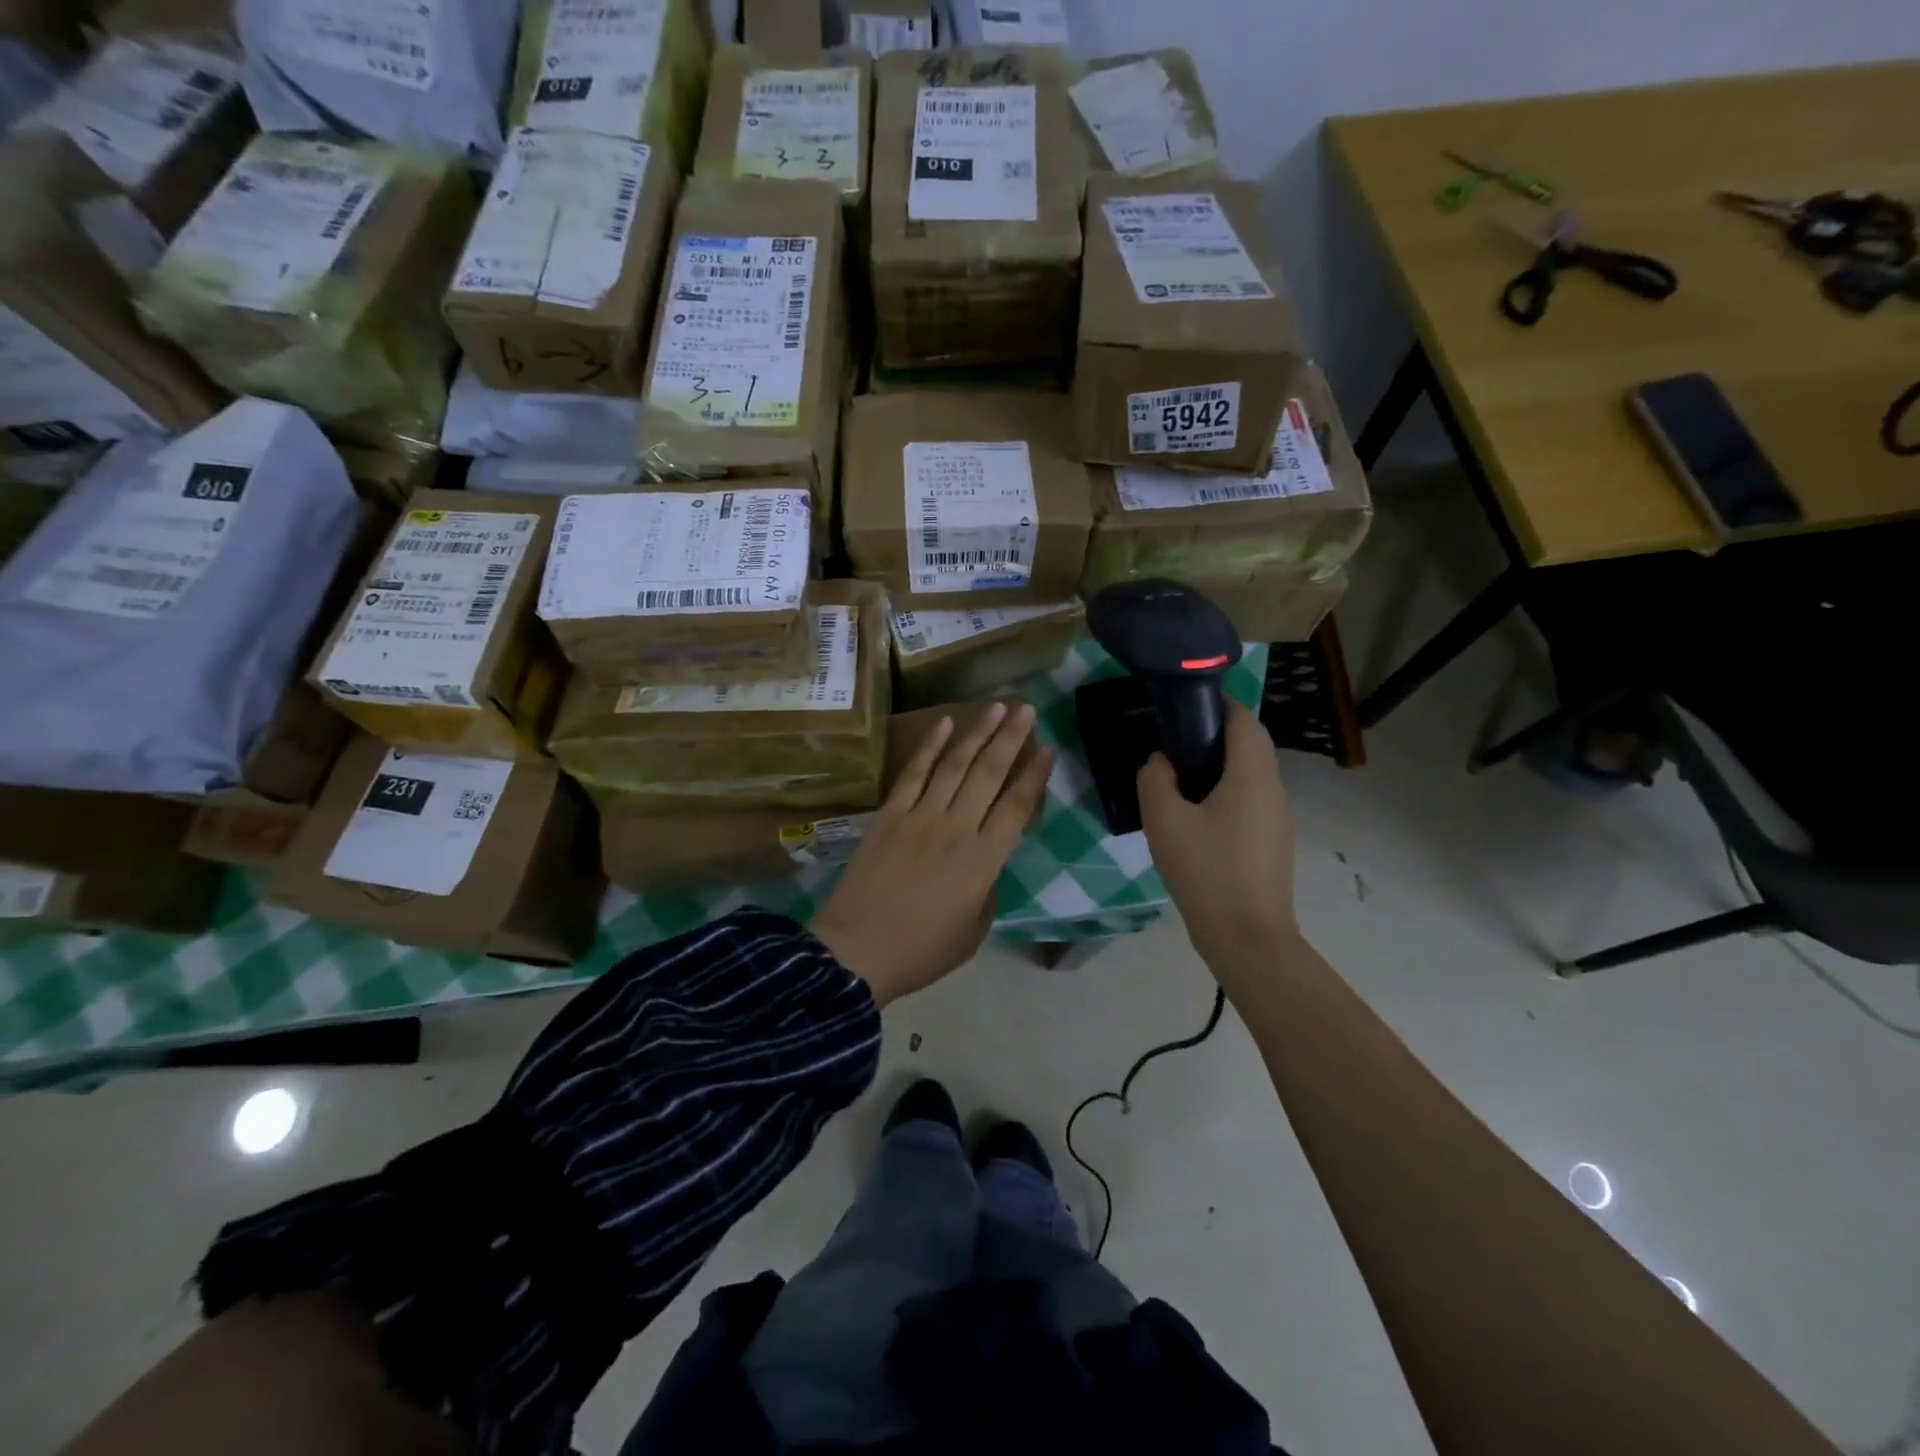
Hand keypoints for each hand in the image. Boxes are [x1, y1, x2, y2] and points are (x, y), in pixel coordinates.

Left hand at [812, 701, 1051, 1006]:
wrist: (857, 953)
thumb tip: (986, 864)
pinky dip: (930, 747)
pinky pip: (913, 773)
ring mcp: (920, 817)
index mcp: (983, 861)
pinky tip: (945, 723)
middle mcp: (956, 829)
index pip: (1016, 807)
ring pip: (955, 766)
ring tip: (996, 706)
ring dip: (977, 733)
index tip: (1047, 749)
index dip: (1034, 777)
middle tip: (1025, 709)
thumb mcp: (973, 932)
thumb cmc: (921, 951)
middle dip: (1010, 738)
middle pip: (989, 774)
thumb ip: (987, 891)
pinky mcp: (889, 815)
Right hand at [1137, 699, 1297, 969]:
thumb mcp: (1165, 821)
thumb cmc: (1206, 872)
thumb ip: (1156, 779)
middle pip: (1250, 744)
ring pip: (1251, 774)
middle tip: (1173, 740)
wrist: (1248, 938)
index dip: (1217, 702)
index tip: (1182, 703)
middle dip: (1215, 733)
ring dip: (1220, 765)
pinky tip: (1196, 817)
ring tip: (1179, 777)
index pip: (1243, 719)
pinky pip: (1251, 800)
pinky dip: (1226, 792)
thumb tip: (1161, 761)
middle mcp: (1273, 788)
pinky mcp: (1273, 841)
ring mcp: (1278, 817)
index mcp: (1251, 775)